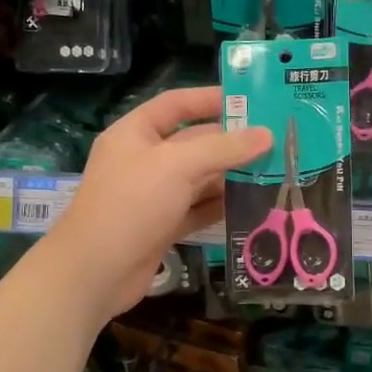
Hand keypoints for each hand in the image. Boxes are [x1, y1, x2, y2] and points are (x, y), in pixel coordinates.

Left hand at [48, 86, 270, 321]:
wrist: (95, 272)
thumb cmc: (131, 204)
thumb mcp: (177, 166)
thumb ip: (223, 148)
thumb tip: (267, 135)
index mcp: (136, 133)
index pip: (176, 104)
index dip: (210, 99)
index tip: (250, 101)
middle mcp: (145, 160)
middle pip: (194, 143)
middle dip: (231, 143)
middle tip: (276, 142)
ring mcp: (154, 195)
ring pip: (199, 178)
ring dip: (231, 176)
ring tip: (274, 173)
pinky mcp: (163, 226)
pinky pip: (198, 209)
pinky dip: (222, 207)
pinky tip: (253, 205)